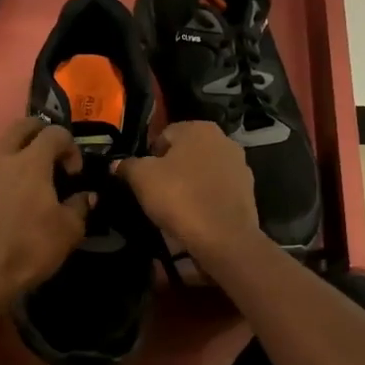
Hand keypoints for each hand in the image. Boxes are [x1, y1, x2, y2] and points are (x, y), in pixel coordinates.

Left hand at [0, 118, 91, 312]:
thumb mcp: (68, 232)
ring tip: (32, 183)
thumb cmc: (29, 249)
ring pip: (2, 148)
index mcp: (31, 161)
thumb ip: (80, 207)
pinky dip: (4, 176)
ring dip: (20, 154)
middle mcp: (3, 159)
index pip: (55, 133)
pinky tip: (11, 202)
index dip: (71, 147)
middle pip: (22, 127)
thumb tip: (86, 195)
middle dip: (42, 133)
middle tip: (54, 158)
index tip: (75, 174)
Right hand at [117, 121, 262, 265]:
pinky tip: (195, 216)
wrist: (223, 237)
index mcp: (198, 128)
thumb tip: (117, 164)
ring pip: (202, 171)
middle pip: (185, 153)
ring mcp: (240, 165)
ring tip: (175, 208)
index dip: (148, 157)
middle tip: (155, 193)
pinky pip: (216, 190)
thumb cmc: (179, 198)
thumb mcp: (141, 179)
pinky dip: (205, 199)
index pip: (163, 135)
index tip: (141, 179)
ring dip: (189, 184)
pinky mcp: (247, 191)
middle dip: (170, 169)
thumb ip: (127, 166)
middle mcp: (223, 139)